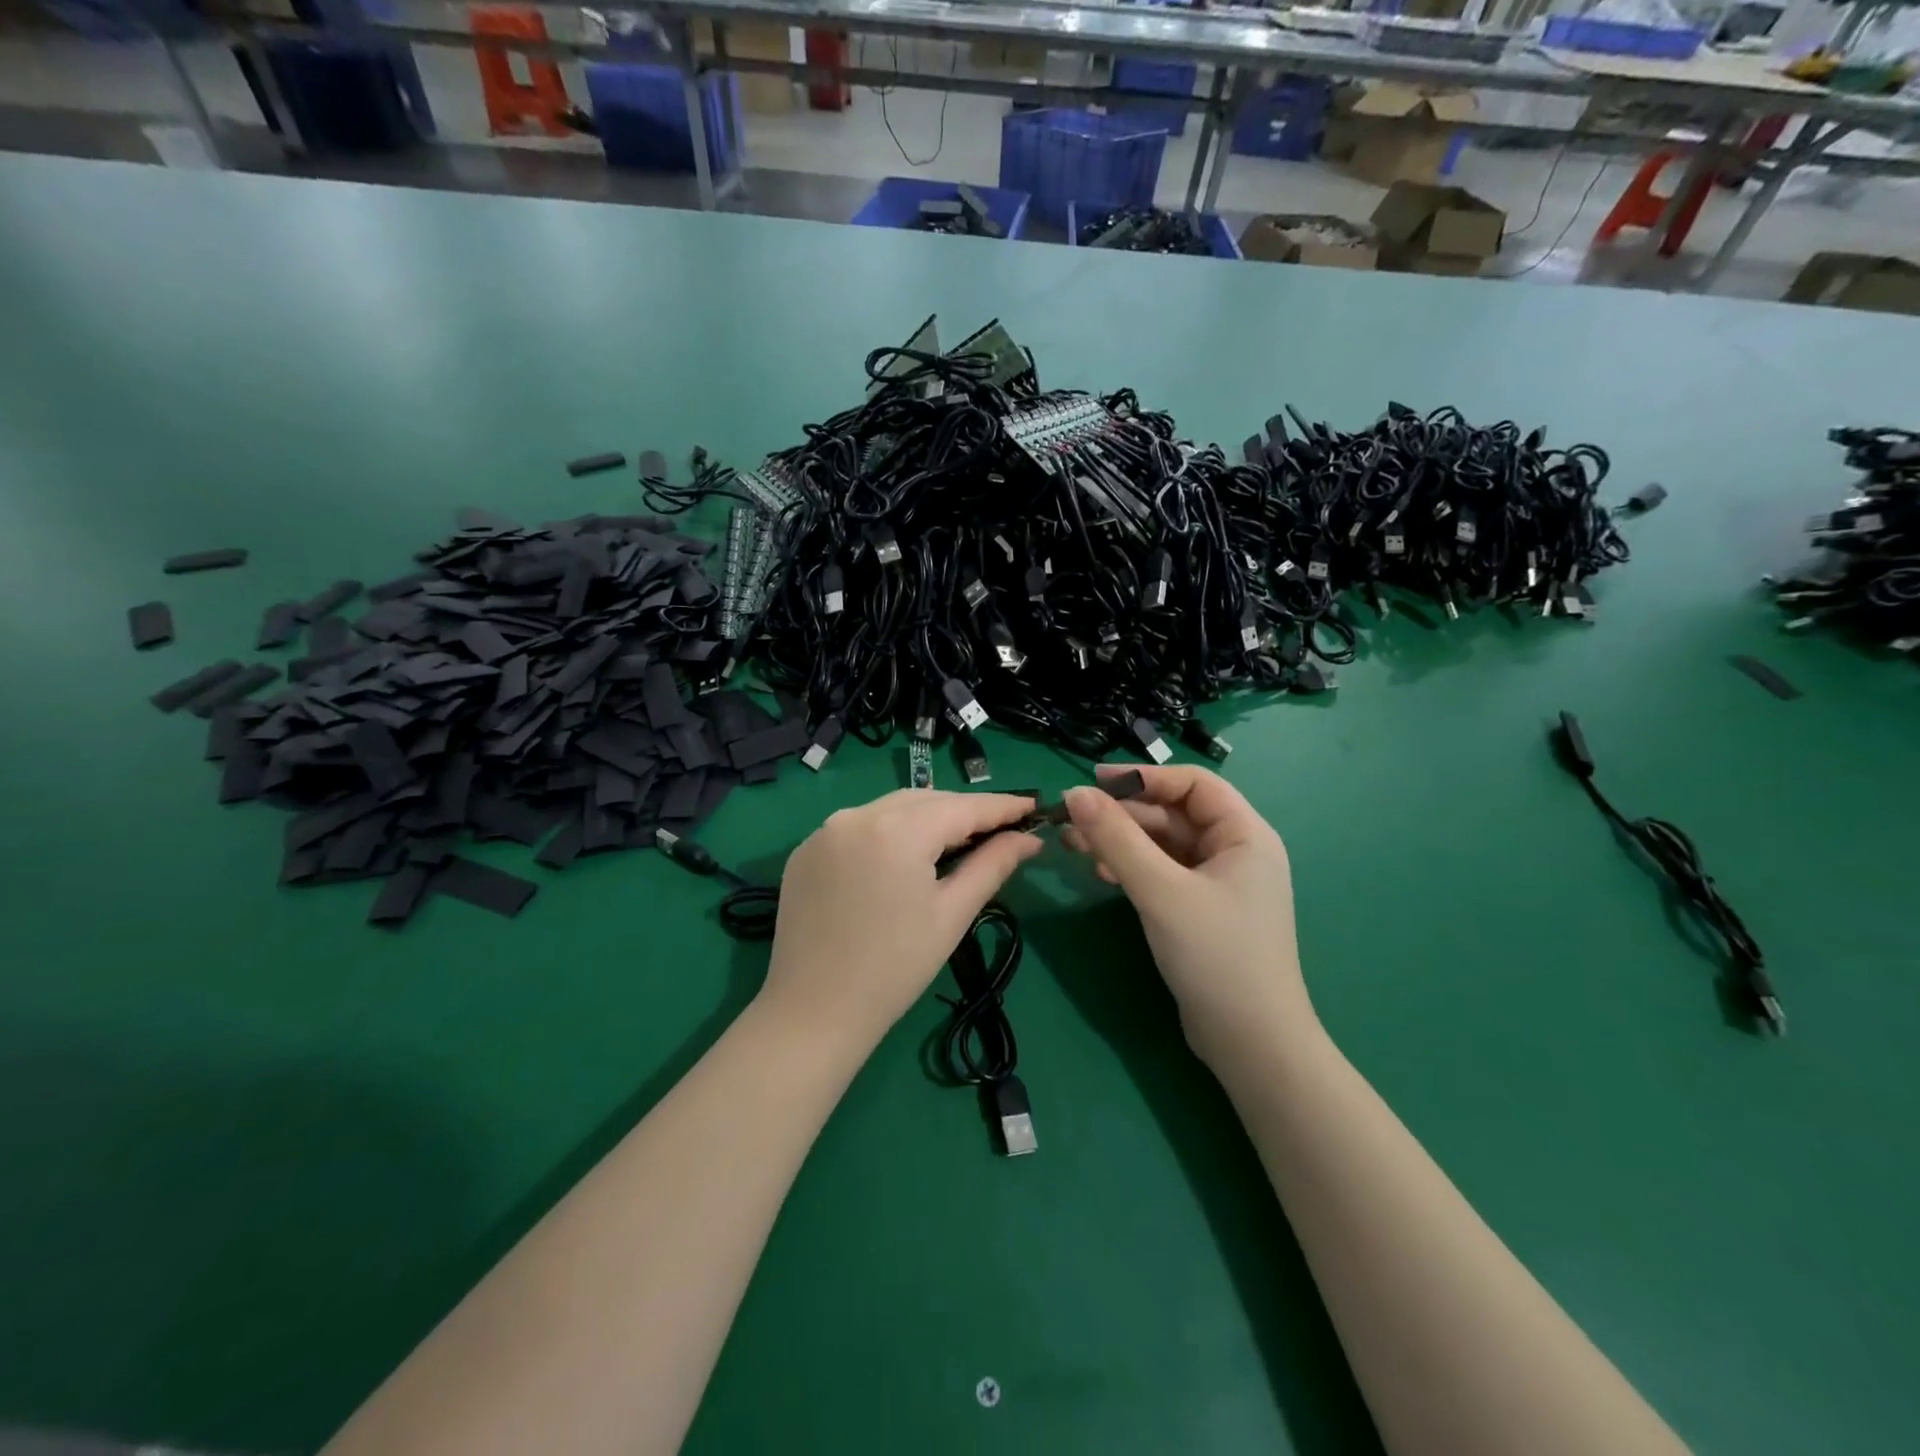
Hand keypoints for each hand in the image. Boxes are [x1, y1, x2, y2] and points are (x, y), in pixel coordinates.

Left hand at [761, 790, 1042, 1048]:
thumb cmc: (895, 968)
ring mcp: (825, 830)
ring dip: (926, 818)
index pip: (962, 806)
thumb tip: (1029, 839)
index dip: (1001, 806)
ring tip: (956, 842)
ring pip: (890, 808)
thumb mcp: (952, 914)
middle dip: (963, 811)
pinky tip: (902, 857)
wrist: (813, 1011)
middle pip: (925, 800)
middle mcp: (857, 815)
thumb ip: (992, 865)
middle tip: (999, 830)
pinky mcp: (806, 850)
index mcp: (897, 830)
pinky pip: (859, 826)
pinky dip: (888, 831)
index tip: (1033, 805)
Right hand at [1064, 764, 1313, 1066]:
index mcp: (1244, 834)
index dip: (1143, 777)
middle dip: (1122, 815)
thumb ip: (1116, 838)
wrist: (1251, 1043)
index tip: (1093, 782)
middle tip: (1071, 821)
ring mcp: (1219, 883)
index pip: (1192, 784)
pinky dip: (1132, 868)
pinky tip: (1101, 875)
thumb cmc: (1215, 955)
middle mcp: (1235, 851)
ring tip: (1074, 847)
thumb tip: (1074, 794)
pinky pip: (1163, 872)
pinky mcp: (1201, 910)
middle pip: (1173, 814)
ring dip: (1120, 841)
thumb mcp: (1161, 890)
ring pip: (1163, 845)